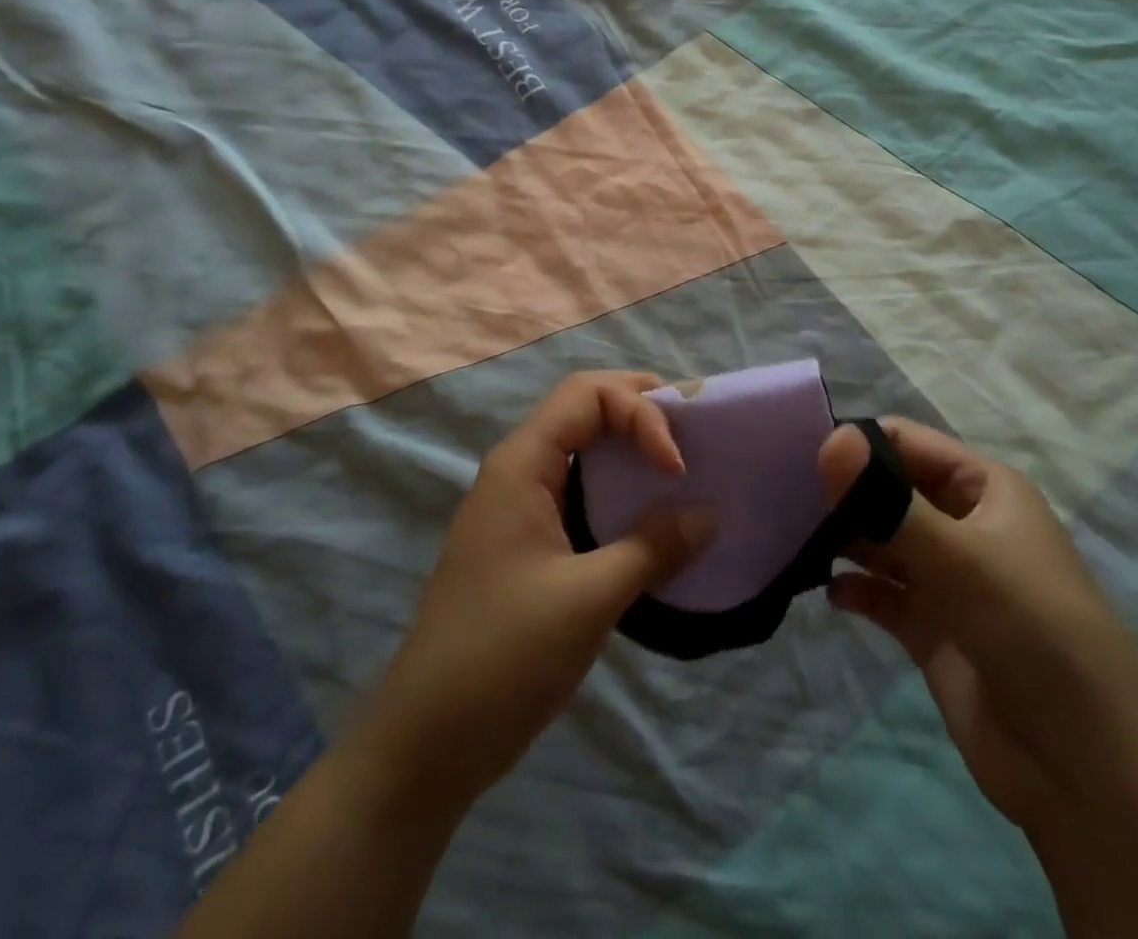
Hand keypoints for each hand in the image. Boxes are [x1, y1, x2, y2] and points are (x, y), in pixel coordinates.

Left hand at [362, 371, 716, 811]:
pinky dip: (619, 492)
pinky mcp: (528, 544)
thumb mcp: (588, 600)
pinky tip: (652, 521)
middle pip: (584, 409)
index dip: (641, 412)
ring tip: (683, 470)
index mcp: (521, 465)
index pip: (587, 394)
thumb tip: (710, 514)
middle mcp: (518, 471)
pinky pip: (580, 493)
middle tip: (693, 436)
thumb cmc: (503, 657)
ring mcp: (520, 508)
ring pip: (582, 451)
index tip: (677, 468)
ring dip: (632, 450)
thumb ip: (653, 548)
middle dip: (641, 412)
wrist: (427, 742)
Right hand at [818, 418, 1137, 829]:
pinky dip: (853, 588)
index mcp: (983, 489)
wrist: (1086, 771)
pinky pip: (880, 593)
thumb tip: (828, 439)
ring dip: (842, 538)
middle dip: (841, 492)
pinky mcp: (930, 627)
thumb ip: (888, 500)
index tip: (799, 457)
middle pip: (887, 489)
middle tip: (782, 498)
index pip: (906, 443)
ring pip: (879, 539)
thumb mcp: (961, 557)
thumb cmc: (1031, 631)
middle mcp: (963, 524)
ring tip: (796, 540)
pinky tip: (832, 593)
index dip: (855, 444)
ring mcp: (945, 578)